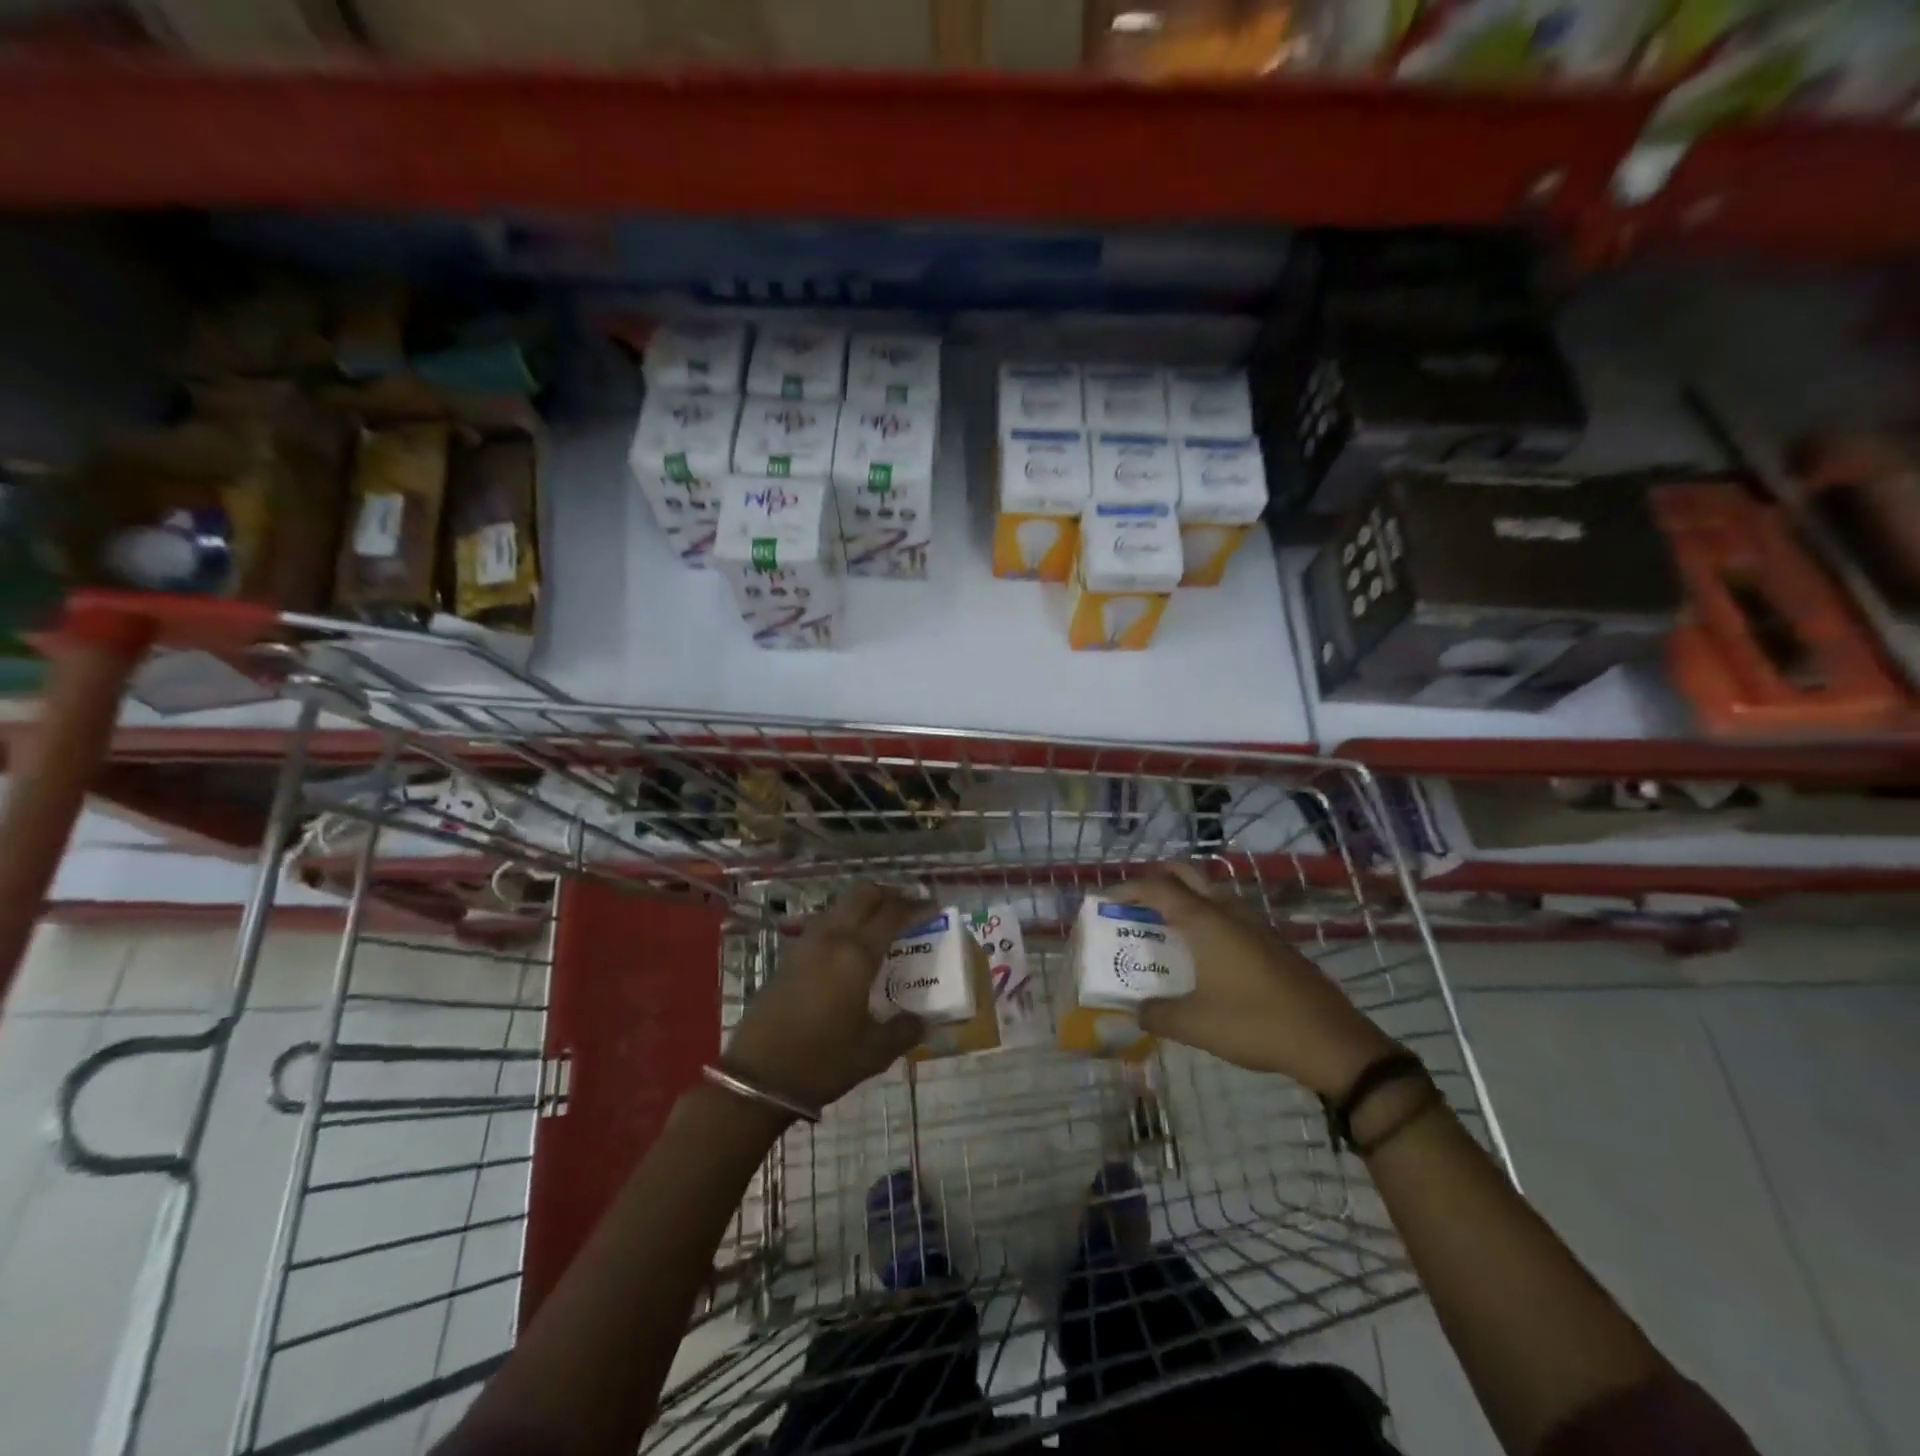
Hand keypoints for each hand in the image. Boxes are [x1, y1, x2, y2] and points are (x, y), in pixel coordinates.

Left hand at [723, 883, 927, 1113]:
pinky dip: (843, 922)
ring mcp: (805, 945)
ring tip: (881, 926)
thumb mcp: (873, 1052)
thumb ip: (904, 1030)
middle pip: (862, 895)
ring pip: (840, 905)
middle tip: (908, 909)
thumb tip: (924, 1021)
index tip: (933, 907)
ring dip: (863, 906)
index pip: (892, 914)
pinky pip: (823, 924)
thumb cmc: (822, 1062)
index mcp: (856, 955)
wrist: (757, 1078)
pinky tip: (850, 948)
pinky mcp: (788, 957)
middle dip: (889, 895)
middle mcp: (831, 939)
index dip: (916, 906)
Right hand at [1112, 865, 1394, 1097]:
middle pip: (1186, 875)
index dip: (1126, 889)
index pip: (1156, 887)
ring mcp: (1255, 924)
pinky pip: (1230, 913)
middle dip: (1156, 880)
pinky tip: (1205, 951)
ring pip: (1212, 892)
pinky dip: (1208, 917)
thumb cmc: (1254, 1024)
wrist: (1330, 1040)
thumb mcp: (1194, 1025)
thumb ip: (1156, 1014)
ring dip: (1185, 898)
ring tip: (1165, 925)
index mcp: (1205, 922)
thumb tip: (1135, 1011)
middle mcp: (1228, 912)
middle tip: (1135, 903)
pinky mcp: (1273, 941)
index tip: (1103, 900)